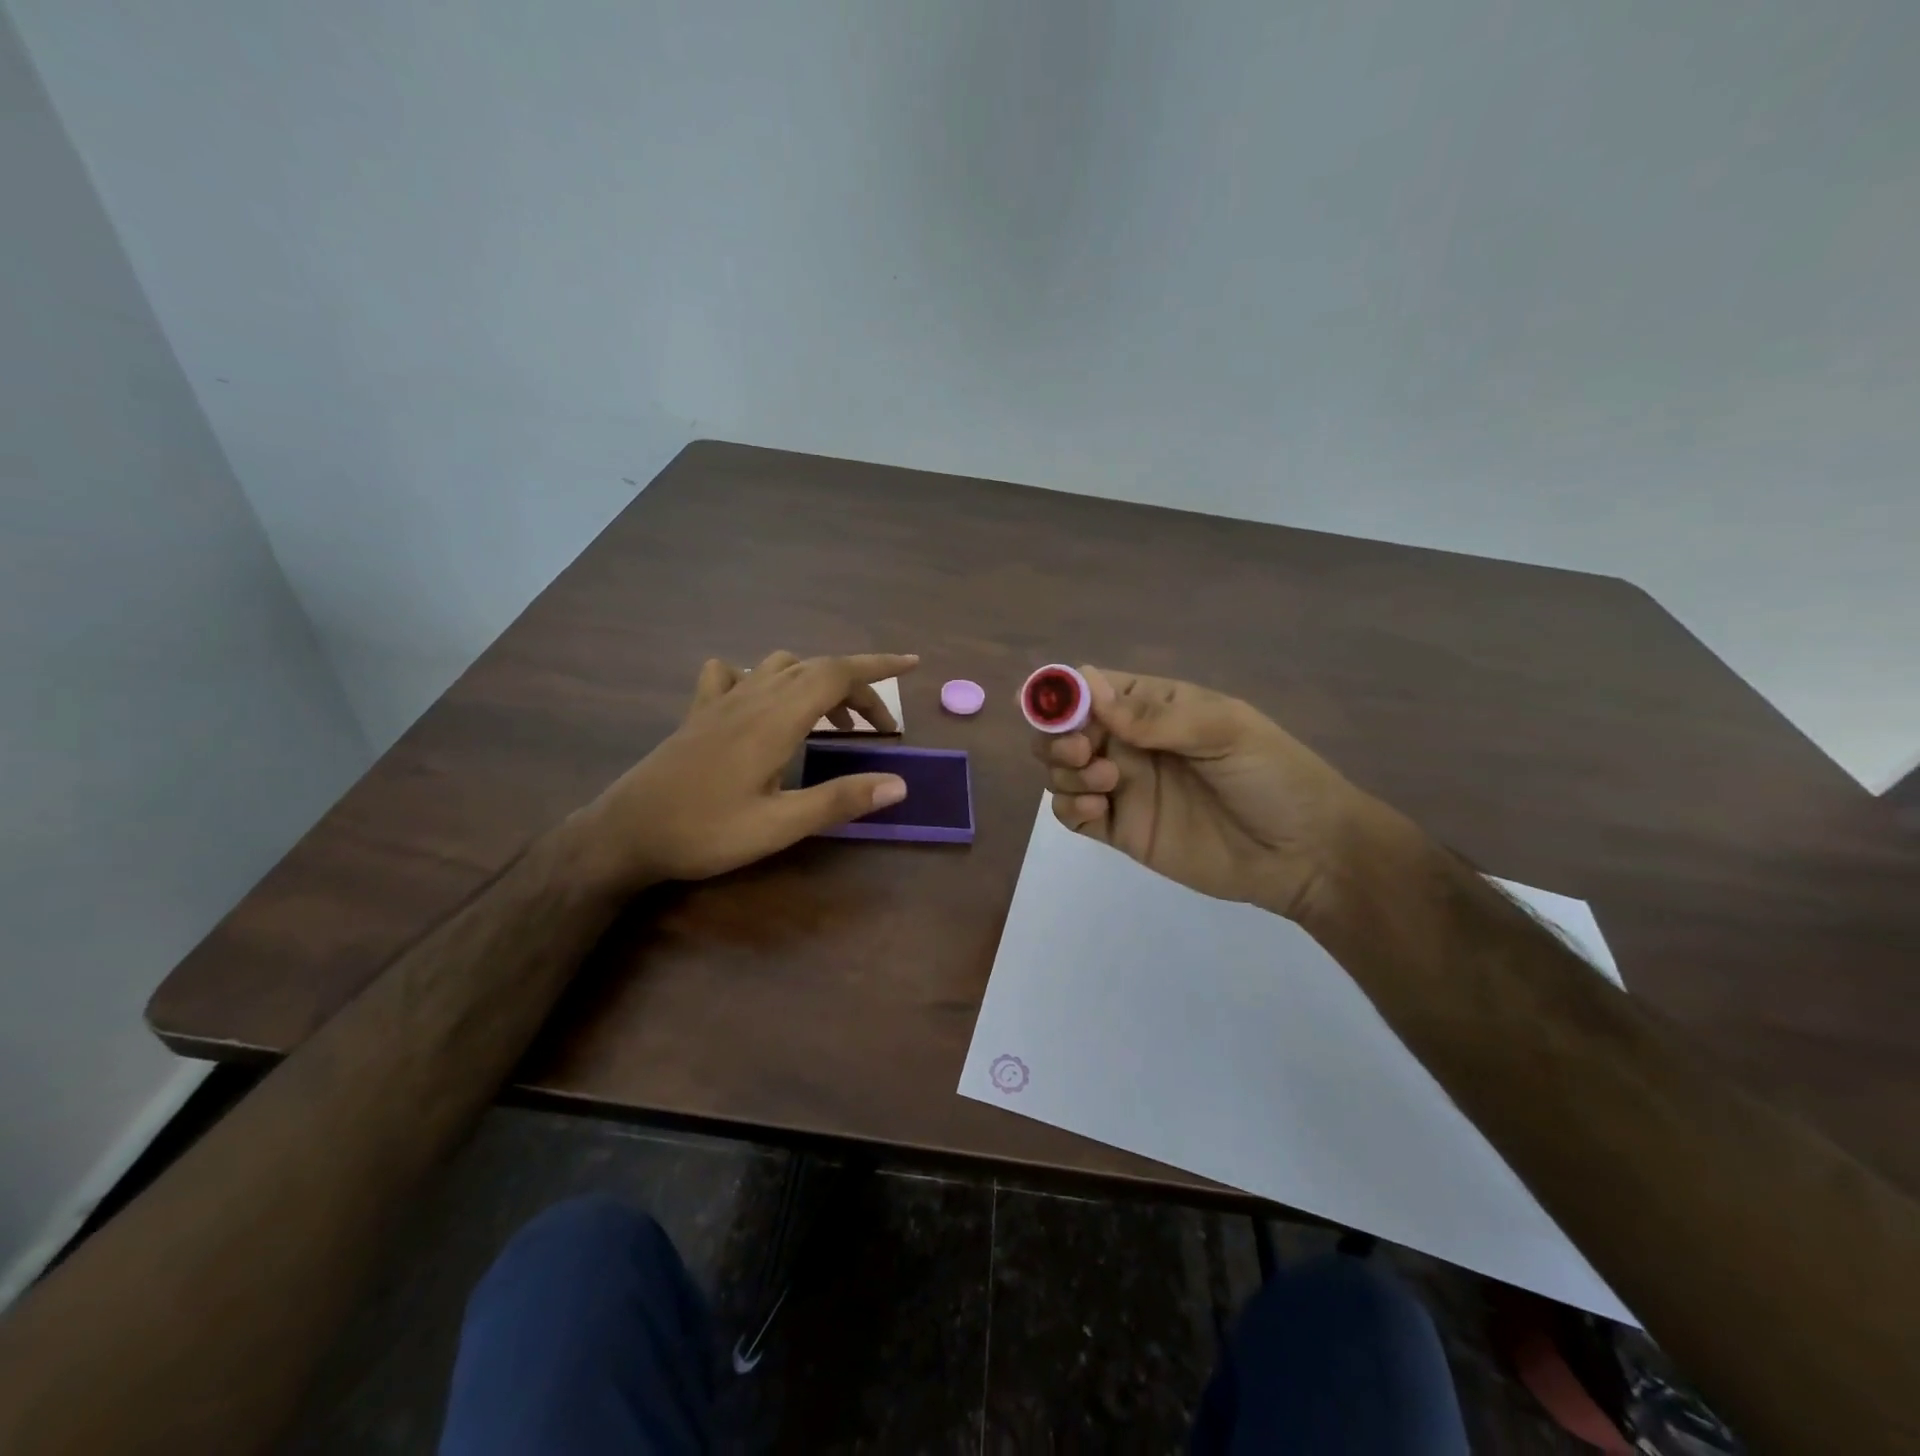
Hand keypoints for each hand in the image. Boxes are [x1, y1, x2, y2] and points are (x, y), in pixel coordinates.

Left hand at [580, 650, 918, 887]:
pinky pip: (734, 674)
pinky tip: (762, 703)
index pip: (836, 673)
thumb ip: (839, 801)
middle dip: (857, 688)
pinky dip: (761, 677)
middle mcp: (751, 697)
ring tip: (832, 721)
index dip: (878, 665)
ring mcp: (721, 701)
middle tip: (880, 728)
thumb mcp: (778, 826)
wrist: (625, 833)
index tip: (913, 664)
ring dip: (816, 682)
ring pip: (780, 666)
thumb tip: (899, 784)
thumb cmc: (704, 831)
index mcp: (775, 719)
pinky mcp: (699, 713)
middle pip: (816, 669)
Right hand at [1031, 666, 1374, 920]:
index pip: (1091, 688)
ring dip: (1064, 769)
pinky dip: (1068, 806)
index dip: (1062, 692)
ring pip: (1060, 769)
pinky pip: (1072, 813)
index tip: (1047, 705)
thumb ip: (1155, 715)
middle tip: (1083, 750)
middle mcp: (1129, 743)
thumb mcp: (1224, 730)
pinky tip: (1096, 808)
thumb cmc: (1273, 777)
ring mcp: (1122, 787)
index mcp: (1153, 706)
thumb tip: (1087, 688)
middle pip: (1064, 729)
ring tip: (1106, 783)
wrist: (1304, 854)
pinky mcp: (1120, 830)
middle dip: (1056, 735)